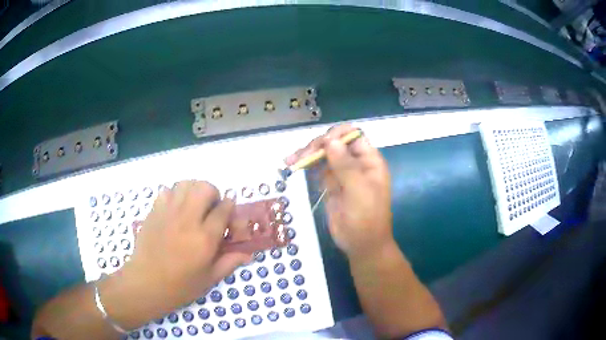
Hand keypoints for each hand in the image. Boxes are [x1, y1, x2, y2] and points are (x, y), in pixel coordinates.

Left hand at [122, 181, 250, 310]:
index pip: (224, 209)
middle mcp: (187, 220)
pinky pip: (167, 191)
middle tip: (211, 209)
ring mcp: (168, 213)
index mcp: (204, 238)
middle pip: (205, 188)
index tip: (229, 214)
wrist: (146, 284)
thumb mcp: (210, 279)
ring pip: (185, 184)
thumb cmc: (180, 286)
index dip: (230, 208)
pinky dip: (175, 195)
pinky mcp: (154, 212)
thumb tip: (248, 253)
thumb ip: (230, 262)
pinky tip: (175, 211)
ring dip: (194, 191)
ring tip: (193, 206)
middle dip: (213, 194)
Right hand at [286, 124, 392, 258]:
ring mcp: (341, 173)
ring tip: (290, 160)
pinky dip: (306, 165)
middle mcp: (356, 163)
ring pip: (324, 154)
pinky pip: (317, 169)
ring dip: (307, 154)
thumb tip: (330, 140)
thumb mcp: (359, 191)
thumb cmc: (366, 219)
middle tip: (302, 157)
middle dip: (318, 145)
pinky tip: (293, 165)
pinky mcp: (330, 184)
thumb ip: (345, 165)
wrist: (361, 245)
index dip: (336, 135)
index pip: (353, 136)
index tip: (321, 145)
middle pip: (335, 143)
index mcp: (369, 161)